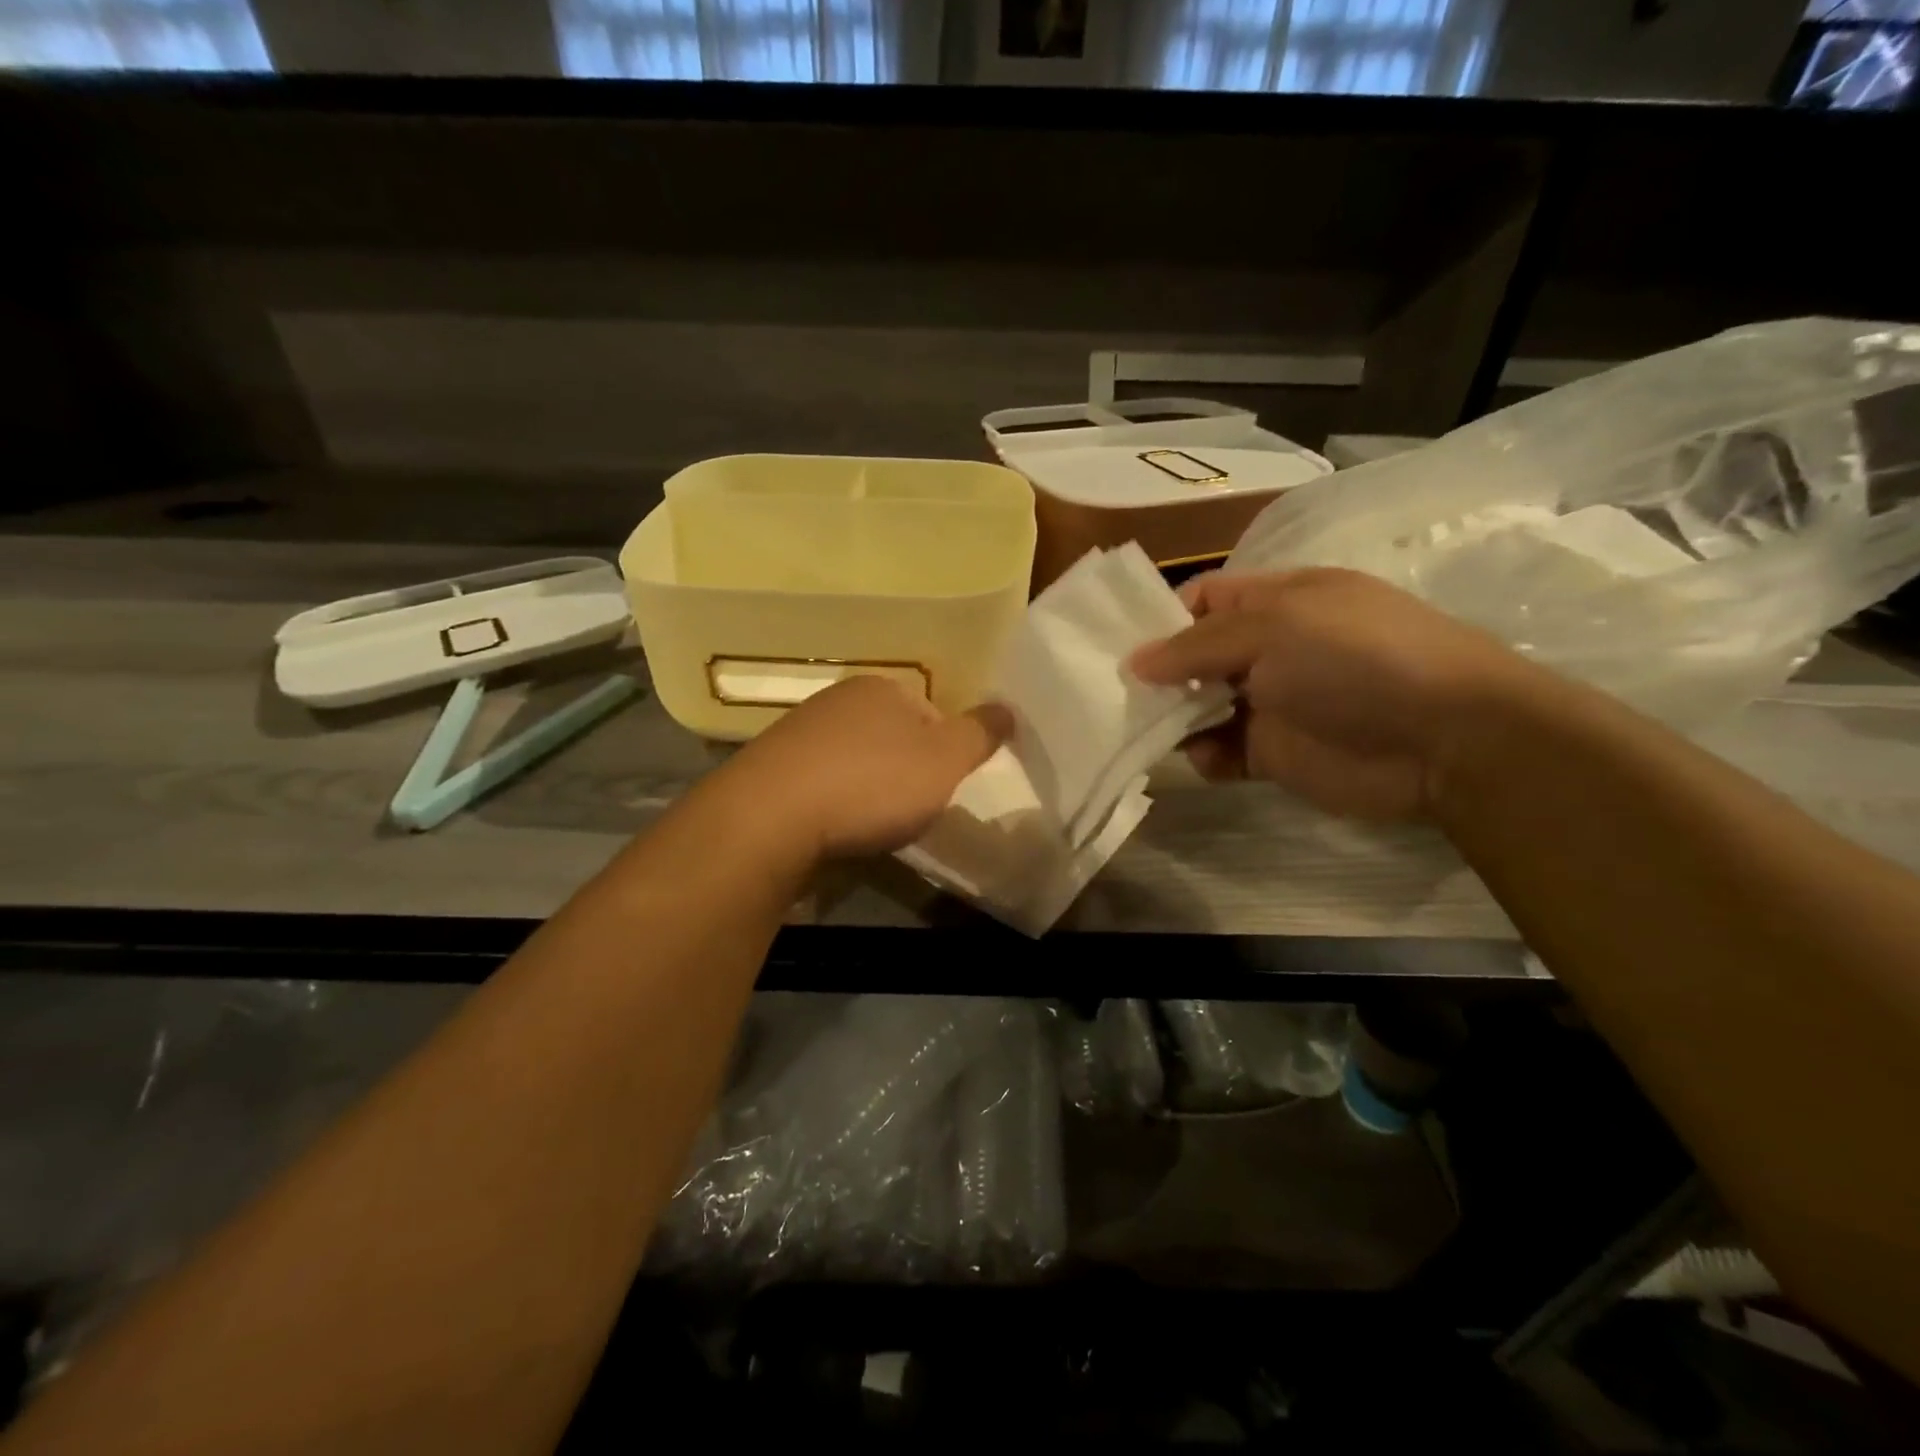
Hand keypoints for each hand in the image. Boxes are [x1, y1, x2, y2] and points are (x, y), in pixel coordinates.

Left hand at [714, 675, 1011, 860]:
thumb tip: (1009, 708)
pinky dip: (832, 800)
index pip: (930, 712)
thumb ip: (980, 734)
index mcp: (882, 687)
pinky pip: (818, 780)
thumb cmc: (871, 784)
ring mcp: (797, 731)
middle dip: (903, 768)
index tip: (940, 788)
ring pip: (853, 757)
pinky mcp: (769, 767)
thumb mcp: (944, 762)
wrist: (770, 819)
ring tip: (870, 823)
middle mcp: (837, 698)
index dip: (944, 752)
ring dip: (866, 785)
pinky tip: (832, 826)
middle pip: (890, 734)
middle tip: (909, 808)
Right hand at [1130, 568, 1546, 820]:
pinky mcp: (1274, 752)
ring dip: (1172, 719)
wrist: (1444, 740)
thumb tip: (1134, 662)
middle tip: (1114, 695)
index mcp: (1275, 601)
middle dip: (1157, 675)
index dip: (1161, 617)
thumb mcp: (1274, 629)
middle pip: (1194, 656)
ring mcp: (1271, 701)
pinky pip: (1222, 751)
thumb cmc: (1355, 661)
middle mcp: (1269, 648)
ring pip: (1200, 706)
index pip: (1203, 598)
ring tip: (1145, 731)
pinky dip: (1204, 756)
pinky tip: (1205, 758)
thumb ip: (1196, 646)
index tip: (1120, 646)